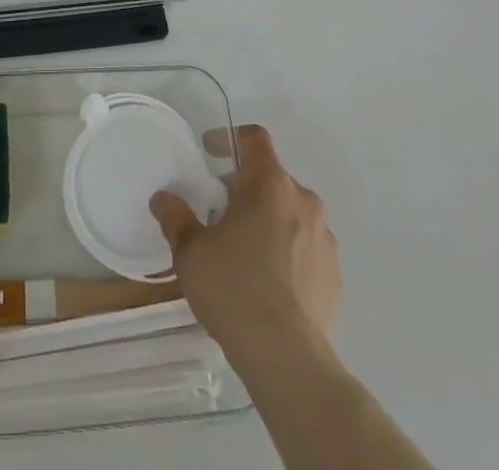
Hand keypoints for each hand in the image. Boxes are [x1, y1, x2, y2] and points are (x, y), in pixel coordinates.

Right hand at [150, 124, 339, 355]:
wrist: (287, 360)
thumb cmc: (234, 290)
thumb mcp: (191, 252)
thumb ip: (176, 217)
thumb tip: (163, 198)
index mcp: (269, 184)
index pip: (254, 139)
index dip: (230, 138)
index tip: (210, 153)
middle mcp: (303, 200)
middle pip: (271, 177)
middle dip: (246, 188)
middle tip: (220, 213)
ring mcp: (325, 238)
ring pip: (291, 212)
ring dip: (269, 219)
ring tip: (245, 252)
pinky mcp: (335, 274)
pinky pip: (307, 247)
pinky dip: (288, 251)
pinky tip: (269, 283)